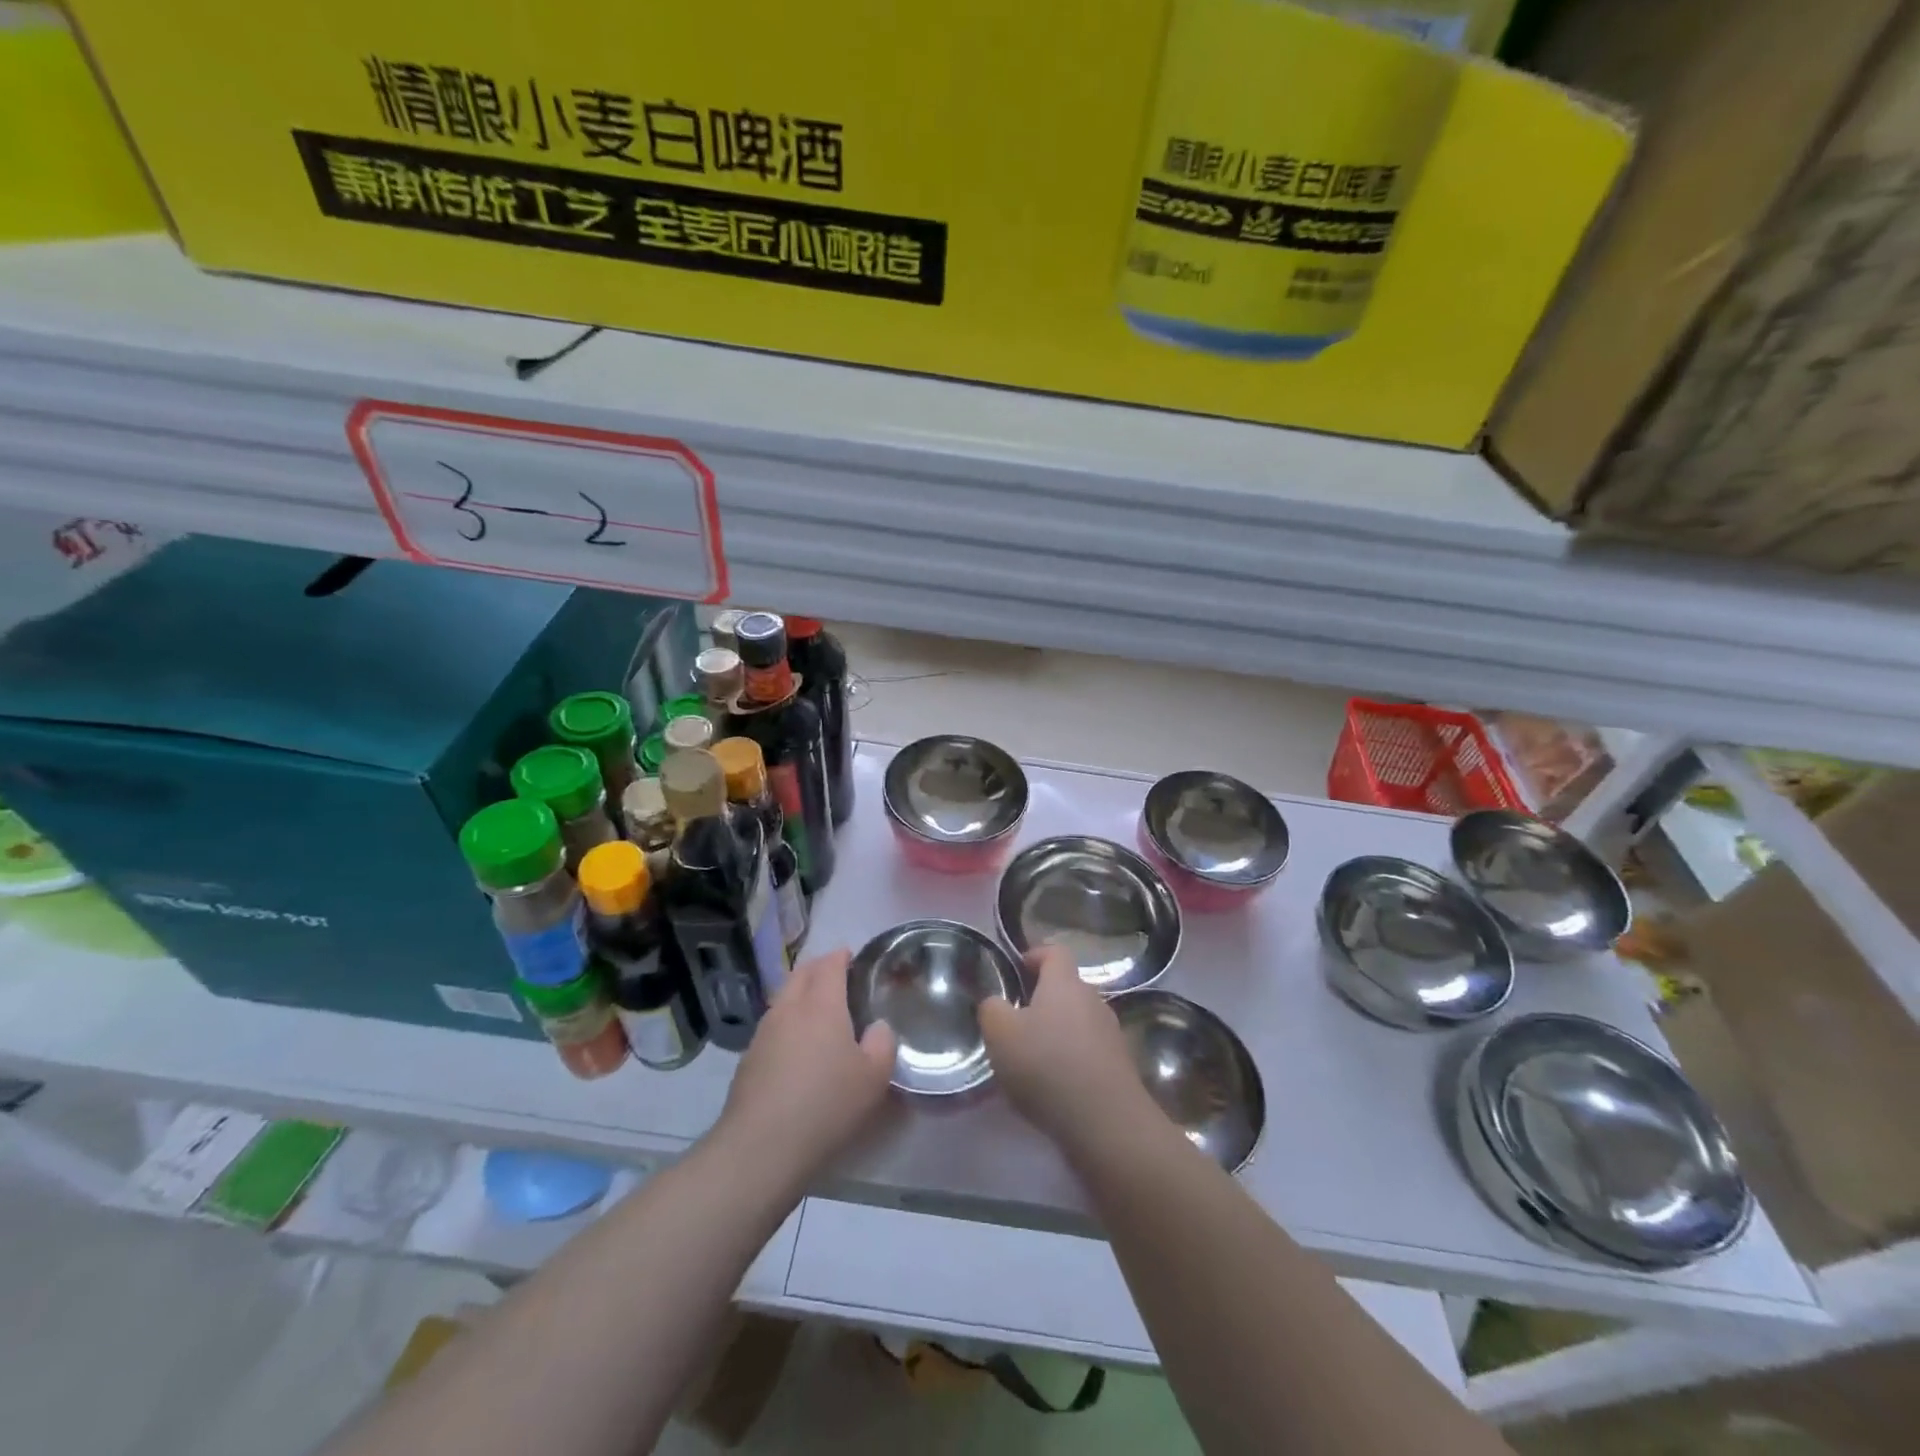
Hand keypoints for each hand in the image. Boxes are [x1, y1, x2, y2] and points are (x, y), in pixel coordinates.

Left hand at [718, 949, 895, 1183]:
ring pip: (783, 997)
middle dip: (819, 967)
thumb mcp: (873, 1077)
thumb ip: (882, 1043)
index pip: (829, 964)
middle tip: (836, 975)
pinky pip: (772, 1024)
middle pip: (801, 973)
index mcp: (821, 1004)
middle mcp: (789, 1008)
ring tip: (817, 1008)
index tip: (852, 956)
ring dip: (800, 992)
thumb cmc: (826, 1104)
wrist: (761, 1146)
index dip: (841, 956)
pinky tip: (796, 1044)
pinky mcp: (749, 1058)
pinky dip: (787, 1021)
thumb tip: (877, 1027)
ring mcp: (764, 1032)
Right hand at [979, 944, 1154, 1155]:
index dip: (1035, 955)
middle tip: (1015, 1020)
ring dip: (1057, 1031)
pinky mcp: (1119, 1066)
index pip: (1054, 952)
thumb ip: (991, 1010)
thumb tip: (995, 1003)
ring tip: (1032, 1057)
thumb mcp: (1000, 1034)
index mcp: (1065, 983)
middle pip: (1067, 987)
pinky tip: (1054, 1085)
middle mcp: (1093, 1000)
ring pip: (1078, 1020)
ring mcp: (1111, 1033)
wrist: (1107, 1123)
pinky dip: (1071, 1059)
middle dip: (1042, 999)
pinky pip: (1088, 1050)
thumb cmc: (1047, 1066)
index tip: (1016, 969)